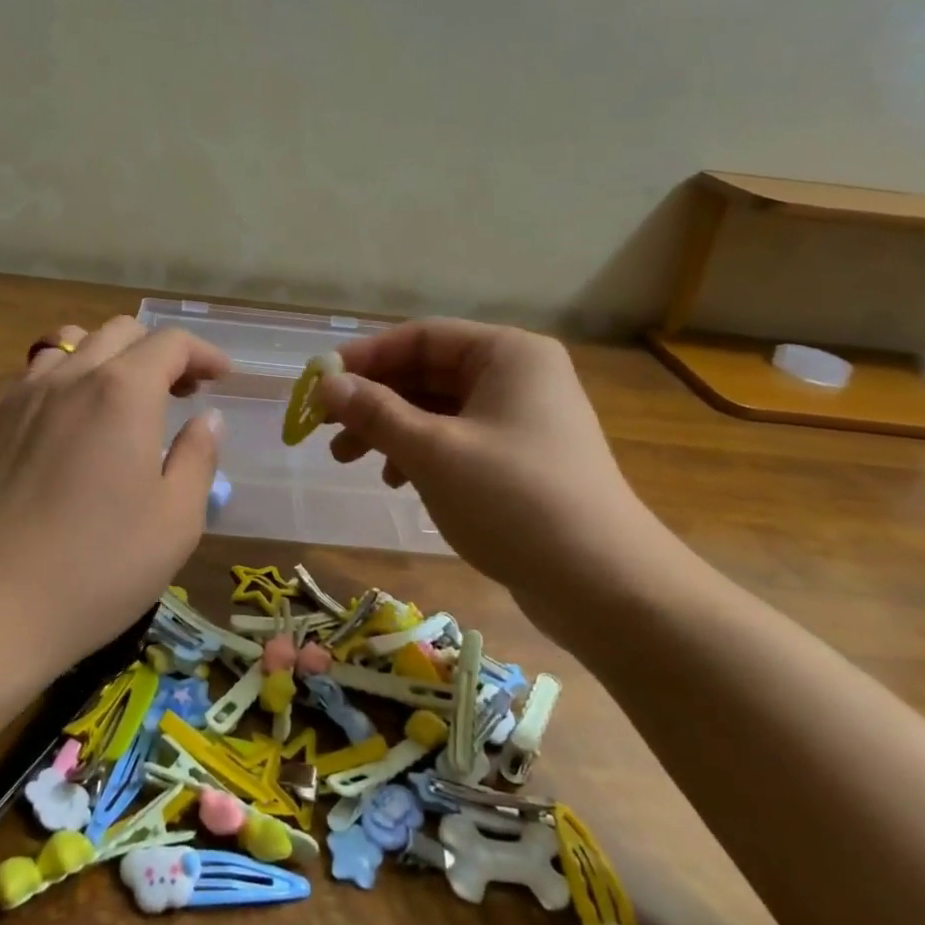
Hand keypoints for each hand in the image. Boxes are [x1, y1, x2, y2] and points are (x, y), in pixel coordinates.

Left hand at [0, 317, 228, 671]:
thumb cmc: (97, 567)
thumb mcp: (175, 521)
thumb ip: (198, 458)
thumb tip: (207, 419)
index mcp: (124, 392)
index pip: (170, 343)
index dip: (203, 353)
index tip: (221, 377)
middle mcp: (71, 376)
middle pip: (121, 332)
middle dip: (159, 352)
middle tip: (180, 392)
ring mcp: (23, 394)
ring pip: (72, 343)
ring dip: (109, 357)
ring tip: (123, 397)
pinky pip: (34, 372)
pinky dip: (65, 377)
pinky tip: (69, 419)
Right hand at [317, 319, 662, 640]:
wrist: (605, 587)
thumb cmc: (514, 501)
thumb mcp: (433, 451)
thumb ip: (375, 413)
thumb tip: (325, 384)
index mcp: (506, 354)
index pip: (420, 337)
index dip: (365, 358)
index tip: (319, 385)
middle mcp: (517, 376)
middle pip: (426, 372)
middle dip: (373, 400)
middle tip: (324, 428)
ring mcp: (521, 419)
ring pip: (437, 409)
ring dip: (389, 429)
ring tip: (348, 460)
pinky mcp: (520, 459)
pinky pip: (456, 439)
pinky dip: (419, 453)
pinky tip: (396, 481)